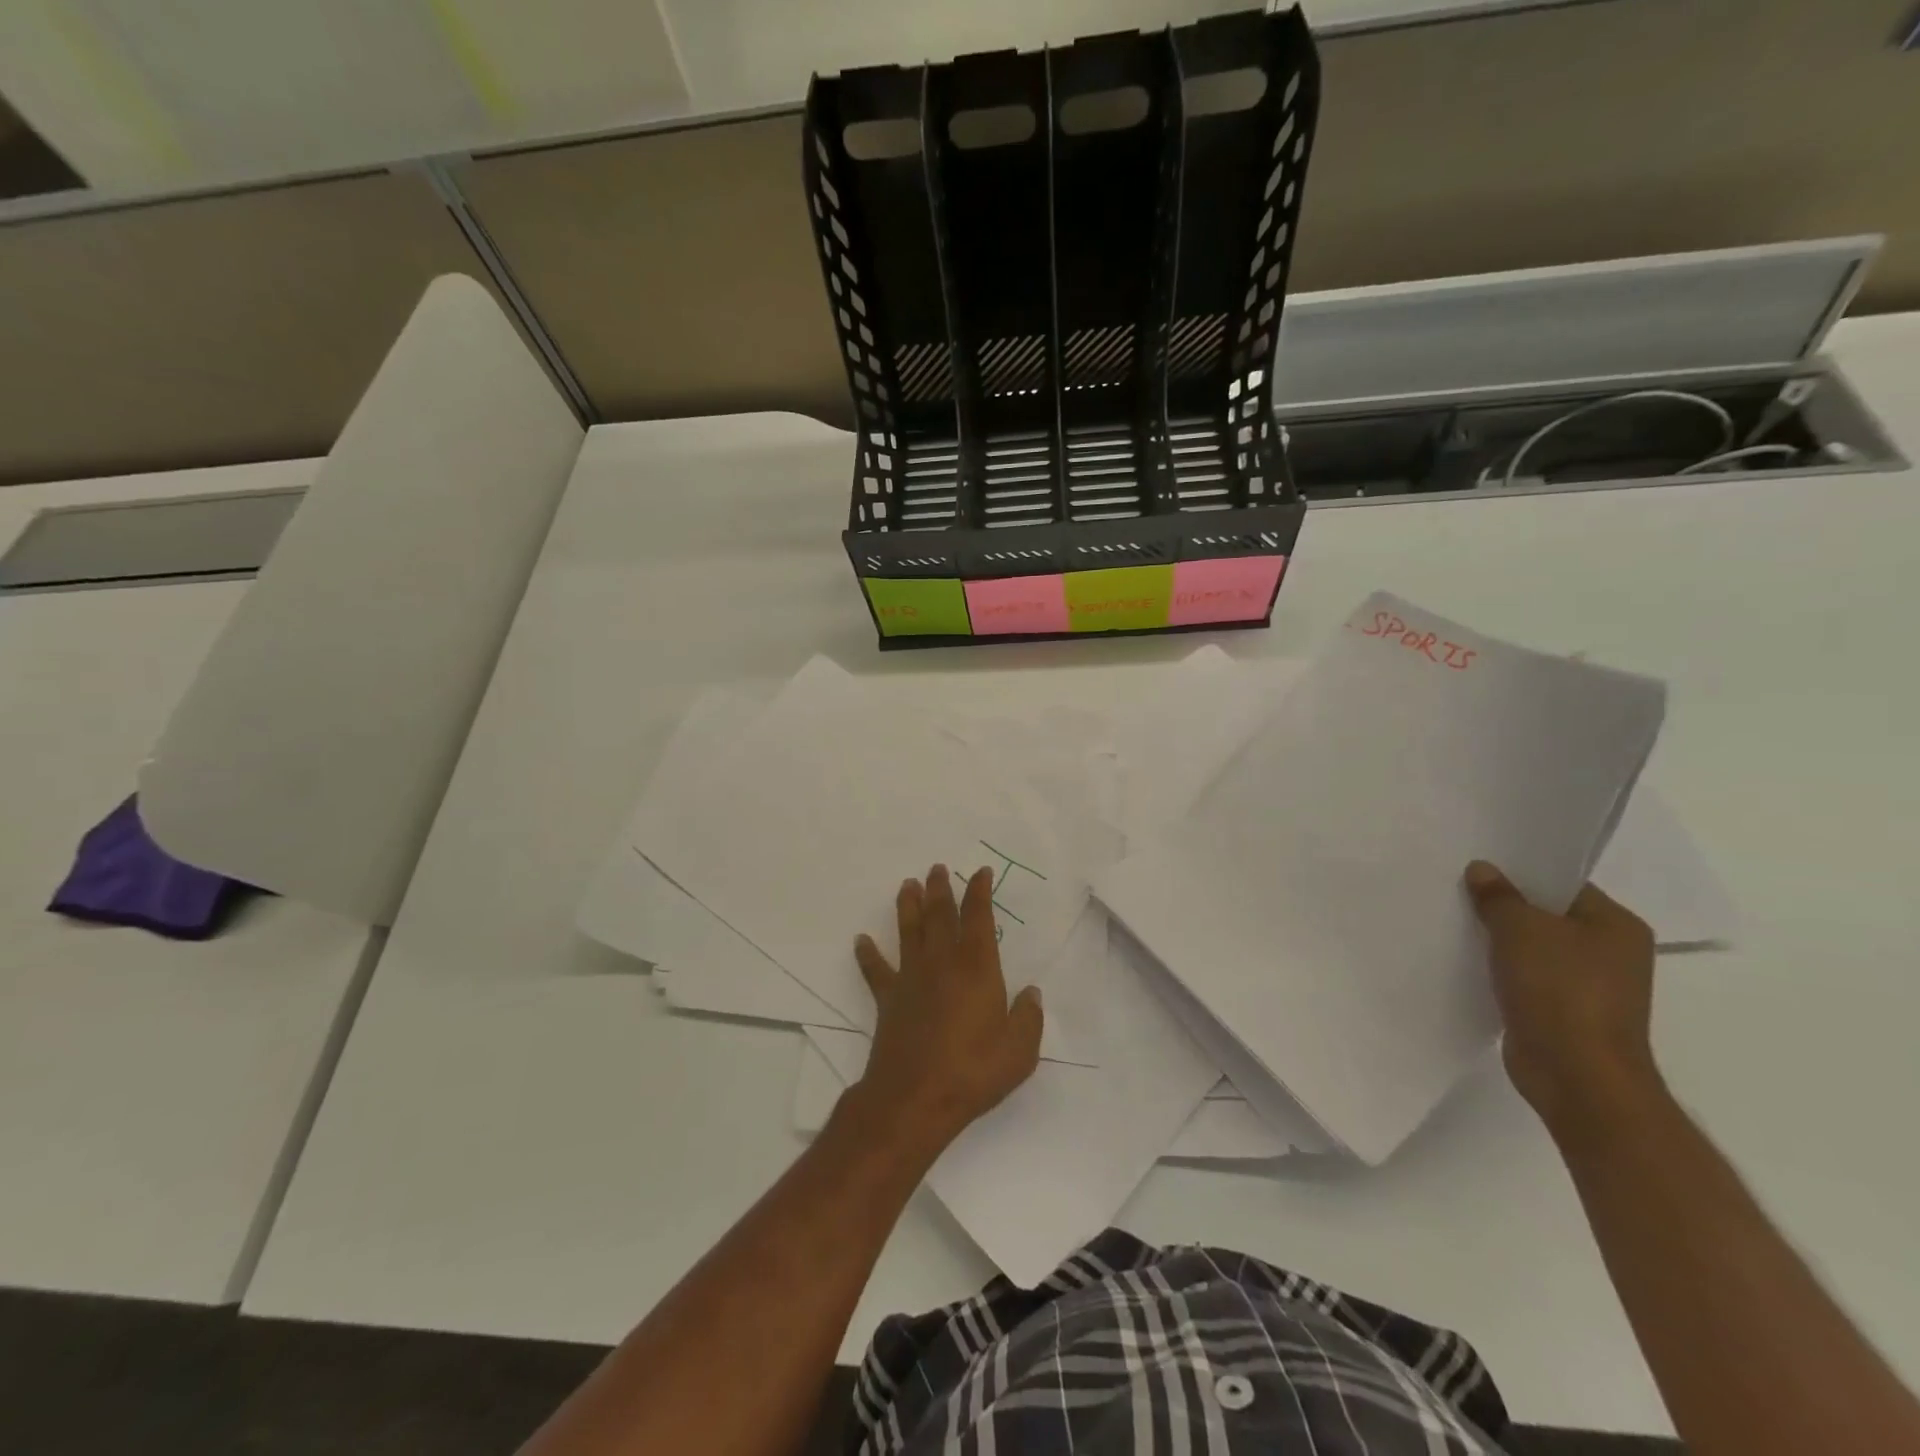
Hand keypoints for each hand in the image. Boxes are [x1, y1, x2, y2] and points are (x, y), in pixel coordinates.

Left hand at [849, 865, 1043, 1157]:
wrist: (915, 1098)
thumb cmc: (973, 1071)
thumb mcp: (1019, 1051)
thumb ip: (1028, 1018)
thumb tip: (1032, 994)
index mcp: (976, 967)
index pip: (978, 918)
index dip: (979, 892)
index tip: (980, 873)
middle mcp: (942, 962)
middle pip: (939, 914)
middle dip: (940, 888)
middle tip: (937, 868)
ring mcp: (911, 978)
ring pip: (908, 931)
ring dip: (908, 906)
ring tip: (908, 884)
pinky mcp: (888, 999)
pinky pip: (876, 970)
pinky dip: (867, 954)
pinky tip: (861, 940)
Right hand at [1464, 860, 1663, 1137]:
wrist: (1577, 1075)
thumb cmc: (1560, 990)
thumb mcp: (1521, 929)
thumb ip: (1499, 896)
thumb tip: (1483, 870)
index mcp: (1616, 926)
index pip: (1563, 885)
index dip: (1520, 873)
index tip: (1477, 867)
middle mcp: (1610, 953)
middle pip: (1547, 916)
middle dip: (1504, 907)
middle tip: (1457, 891)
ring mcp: (1589, 987)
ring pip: (1533, 949)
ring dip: (1499, 941)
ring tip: (1455, 923)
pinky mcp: (1564, 1014)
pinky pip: (1526, 979)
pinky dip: (1500, 971)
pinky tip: (1467, 963)